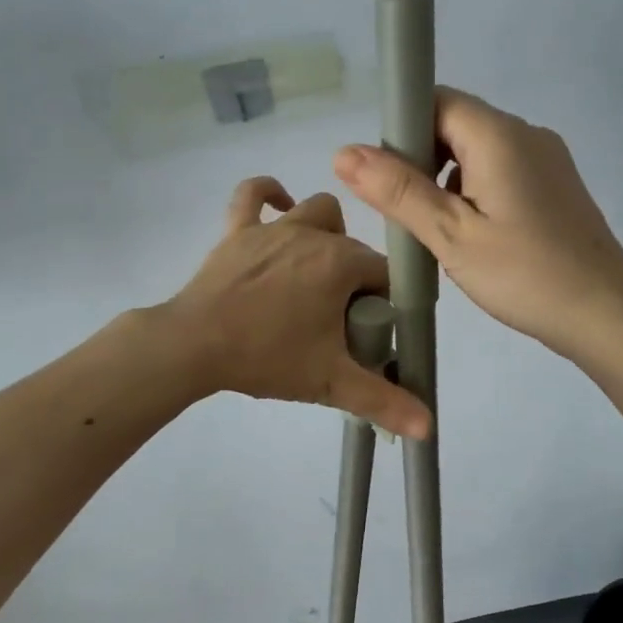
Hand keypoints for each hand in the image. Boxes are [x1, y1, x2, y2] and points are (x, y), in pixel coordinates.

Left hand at [166, 177, 431, 438]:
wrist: (193, 347)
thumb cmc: (267, 357)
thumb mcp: (331, 383)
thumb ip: (384, 402)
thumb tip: (428, 428)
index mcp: (341, 263)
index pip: (384, 274)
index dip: (384, 302)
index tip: (370, 331)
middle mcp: (312, 235)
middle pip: (353, 247)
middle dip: (357, 276)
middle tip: (340, 319)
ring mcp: (273, 228)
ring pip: (316, 212)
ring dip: (327, 233)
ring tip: (319, 269)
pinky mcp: (237, 230)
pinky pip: (253, 195)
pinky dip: (269, 193)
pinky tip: (281, 204)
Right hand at [334, 88, 622, 360]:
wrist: (604, 313)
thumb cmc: (524, 274)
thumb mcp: (451, 235)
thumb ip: (398, 191)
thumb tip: (344, 152)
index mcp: (499, 135)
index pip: (436, 100)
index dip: (402, 128)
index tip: (385, 176)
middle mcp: (526, 134)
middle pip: (456, 123)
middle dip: (421, 159)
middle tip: (406, 213)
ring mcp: (547, 159)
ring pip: (478, 151)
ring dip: (447, 179)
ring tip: (436, 231)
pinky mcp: (556, 186)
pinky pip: (501, 172)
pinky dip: (475, 192)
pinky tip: (472, 236)